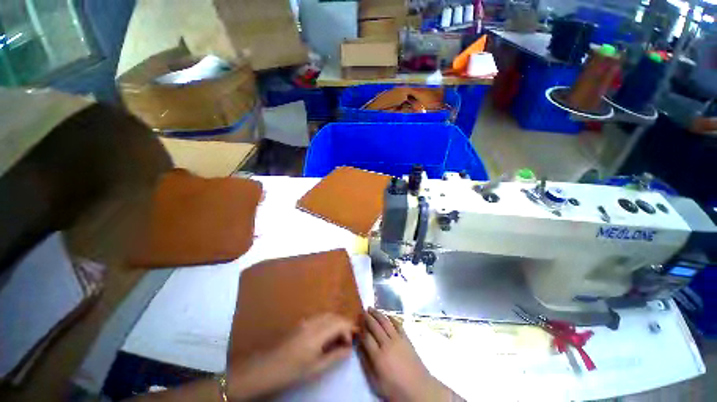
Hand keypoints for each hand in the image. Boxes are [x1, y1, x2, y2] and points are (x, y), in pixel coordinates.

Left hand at [227, 314, 354, 400]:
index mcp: (317, 333)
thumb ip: (334, 356)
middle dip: (344, 324)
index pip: (339, 322)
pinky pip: (319, 318)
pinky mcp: (301, 323)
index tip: (355, 338)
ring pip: (327, 315)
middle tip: (348, 339)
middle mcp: (312, 322)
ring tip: (339, 338)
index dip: (350, 328)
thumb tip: (348, 348)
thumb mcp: (315, 368)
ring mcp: (305, 321)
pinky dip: (328, 322)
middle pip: (334, 316)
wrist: (265, 368)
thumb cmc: (291, 371)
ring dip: (336, 322)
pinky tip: (327, 335)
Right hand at [360, 308, 453, 401]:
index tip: (356, 324)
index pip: (366, 337)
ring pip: (385, 321)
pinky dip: (391, 317)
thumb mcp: (376, 382)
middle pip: (375, 326)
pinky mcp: (406, 338)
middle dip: (367, 317)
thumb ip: (366, 363)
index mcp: (378, 356)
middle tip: (362, 311)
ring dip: (377, 313)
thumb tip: (359, 347)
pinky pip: (398, 324)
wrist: (419, 389)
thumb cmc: (395, 388)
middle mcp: (387, 344)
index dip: (360, 330)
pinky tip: (387, 315)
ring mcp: (398, 339)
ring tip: (371, 308)